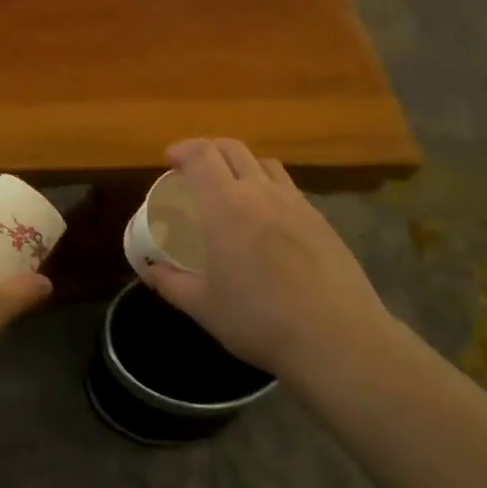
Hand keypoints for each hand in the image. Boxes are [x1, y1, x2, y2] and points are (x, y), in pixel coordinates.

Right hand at [144, 139, 392, 382]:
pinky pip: (288, 188)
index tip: (169, 161)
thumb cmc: (259, 320)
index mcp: (226, 206)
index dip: (183, 149)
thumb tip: (150, 270)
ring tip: (231, 188)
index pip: (202, 155)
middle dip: (209, 150)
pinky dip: (268, 187)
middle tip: (194, 171)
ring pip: (265, 164)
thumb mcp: (203, 306)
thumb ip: (171, 283)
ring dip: (241, 164)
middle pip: (234, 149)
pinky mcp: (321, 221)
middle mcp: (261, 193)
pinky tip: (267, 218)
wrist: (336, 339)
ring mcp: (296, 204)